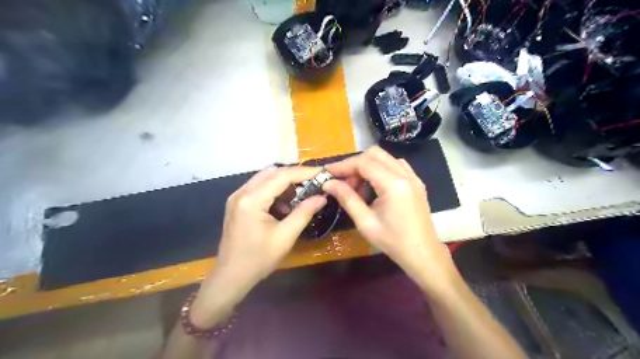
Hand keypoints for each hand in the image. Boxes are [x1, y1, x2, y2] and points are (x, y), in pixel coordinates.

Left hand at [189, 168, 325, 325]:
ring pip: (265, 178)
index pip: (282, 176)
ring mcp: (237, 197)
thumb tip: (322, 197)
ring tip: (300, 196)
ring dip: (284, 183)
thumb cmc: (259, 259)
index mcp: (252, 200)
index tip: (322, 172)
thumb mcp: (285, 236)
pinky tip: (282, 206)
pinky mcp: (237, 203)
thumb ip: (304, 213)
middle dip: (294, 176)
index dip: (304, 172)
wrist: (231, 276)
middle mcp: (241, 192)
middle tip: (313, 183)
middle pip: (272, 173)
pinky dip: (274, 190)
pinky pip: (259, 187)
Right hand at [325, 147, 454, 289]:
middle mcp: (405, 174)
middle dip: (355, 164)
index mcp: (393, 184)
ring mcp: (413, 177)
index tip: (328, 172)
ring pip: (385, 158)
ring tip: (358, 187)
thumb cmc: (393, 242)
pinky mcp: (416, 182)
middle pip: (375, 154)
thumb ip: (347, 198)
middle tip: (344, 181)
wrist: (423, 254)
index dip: (344, 165)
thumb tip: (328, 183)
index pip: (364, 163)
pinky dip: (380, 170)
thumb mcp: (365, 222)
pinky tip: (374, 187)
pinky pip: (395, 166)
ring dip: (368, 166)